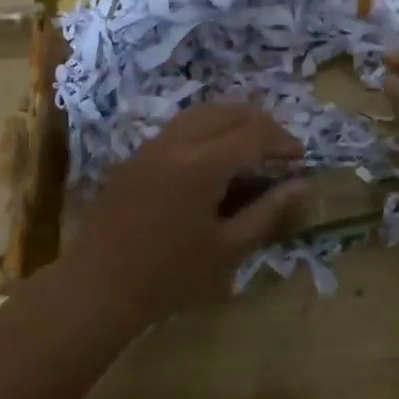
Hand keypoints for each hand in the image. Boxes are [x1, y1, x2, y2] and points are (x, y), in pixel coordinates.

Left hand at [61, 103, 305, 324]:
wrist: (97, 287)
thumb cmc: (168, 276)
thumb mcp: (227, 250)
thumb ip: (267, 213)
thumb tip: (302, 186)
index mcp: (202, 164)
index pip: (253, 134)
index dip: (282, 141)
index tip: (300, 159)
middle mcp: (177, 142)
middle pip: (229, 112)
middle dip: (261, 124)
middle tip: (280, 150)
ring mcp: (153, 144)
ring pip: (203, 113)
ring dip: (233, 121)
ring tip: (252, 147)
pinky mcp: (138, 155)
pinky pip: (181, 125)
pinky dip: (208, 128)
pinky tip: (215, 156)